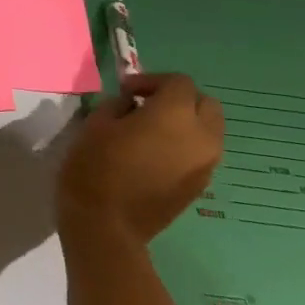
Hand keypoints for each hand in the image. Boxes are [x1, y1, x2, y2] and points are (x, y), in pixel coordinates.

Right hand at [57, 73, 222, 243]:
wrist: (107, 223)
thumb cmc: (95, 166)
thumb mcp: (97, 124)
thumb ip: (119, 106)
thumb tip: (132, 105)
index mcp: (175, 116)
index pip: (179, 82)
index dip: (152, 80)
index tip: (126, 91)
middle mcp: (202, 136)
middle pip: (206, 103)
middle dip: (179, 98)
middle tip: (145, 105)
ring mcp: (206, 163)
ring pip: (208, 129)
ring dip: (185, 122)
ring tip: (150, 130)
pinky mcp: (201, 184)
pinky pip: (201, 152)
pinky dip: (184, 144)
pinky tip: (154, 154)